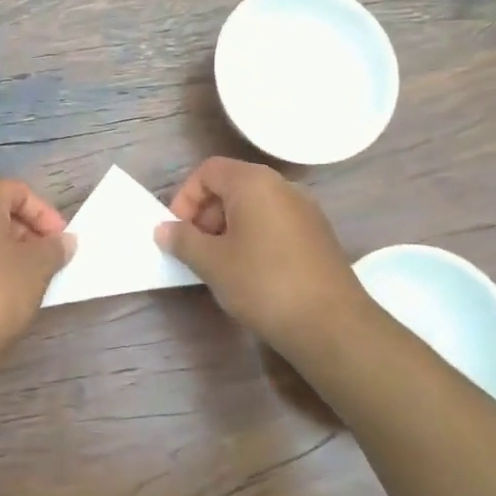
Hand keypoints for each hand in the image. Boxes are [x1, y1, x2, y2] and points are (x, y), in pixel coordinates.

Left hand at [0, 180, 74, 364]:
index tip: (62, 242)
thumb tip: (64, 241)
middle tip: (50, 261)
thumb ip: (54, 248)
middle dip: (29, 233)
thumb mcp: (36, 268)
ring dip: (10, 252)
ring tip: (32, 280)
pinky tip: (5, 293)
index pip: (18, 191)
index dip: (45, 214)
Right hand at [155, 157, 371, 359]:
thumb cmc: (263, 284)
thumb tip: (163, 229)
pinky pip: (275, 222)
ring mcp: (305, 210)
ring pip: (254, 205)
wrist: (332, 324)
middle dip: (206, 213)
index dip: (185, 197)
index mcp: (254, 182)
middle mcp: (282, 186)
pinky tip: (250, 271)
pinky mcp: (318, 234)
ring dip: (229, 226)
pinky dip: (254, 236)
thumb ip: (183, 240)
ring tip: (220, 263)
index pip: (208, 170)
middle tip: (195, 249)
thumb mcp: (212, 263)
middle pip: (232, 185)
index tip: (178, 231)